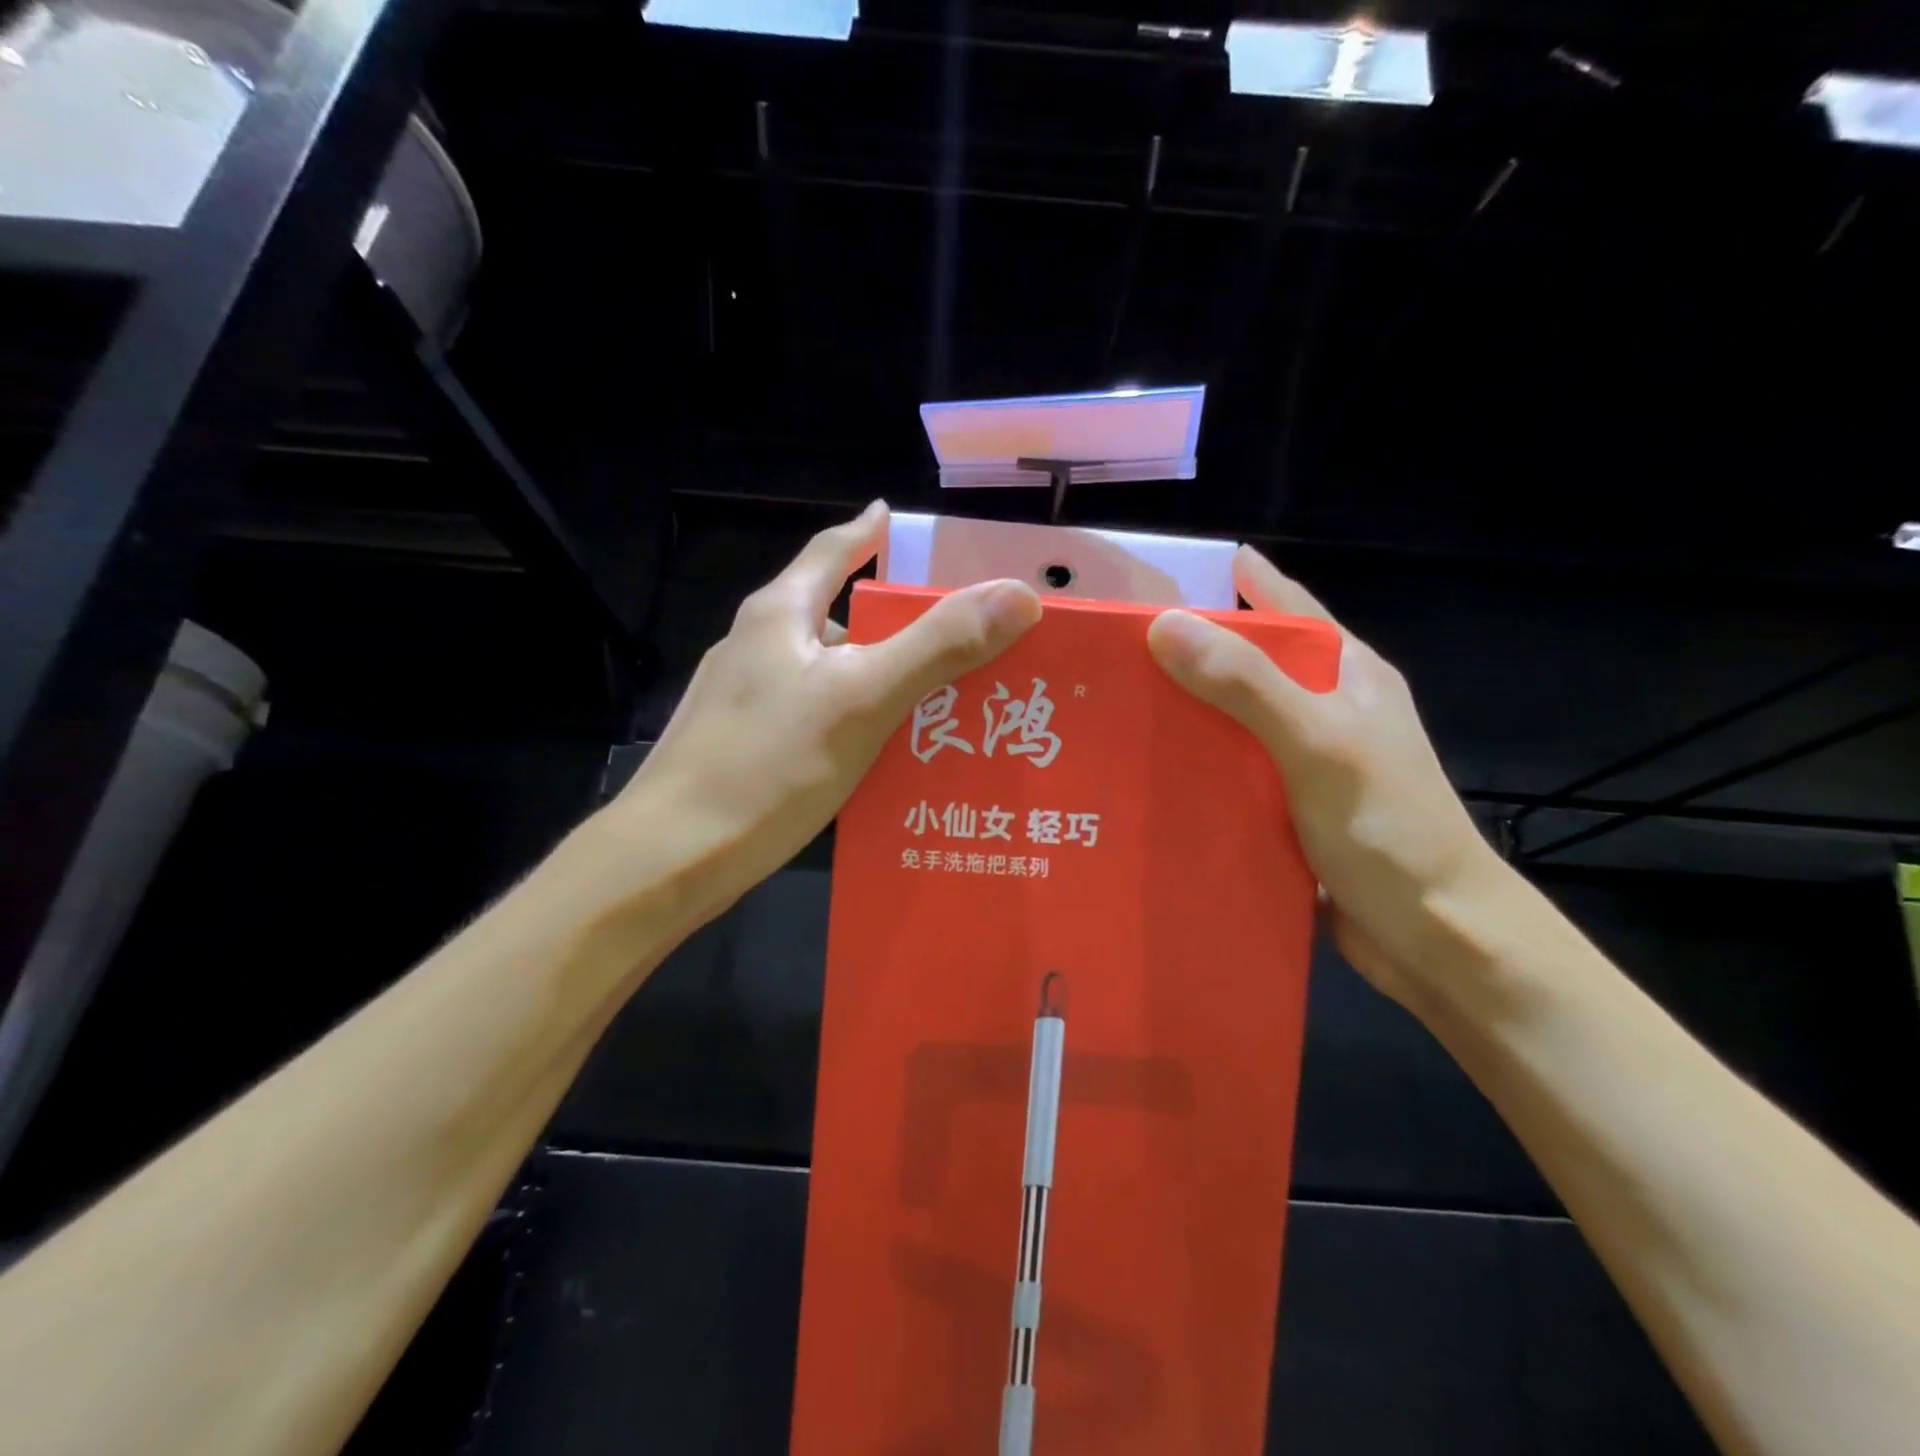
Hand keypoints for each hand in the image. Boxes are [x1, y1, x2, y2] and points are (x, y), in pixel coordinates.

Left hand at [615, 502, 1041, 924]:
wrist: (668, 860)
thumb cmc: (766, 768)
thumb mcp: (862, 700)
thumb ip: (938, 646)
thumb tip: (1018, 594)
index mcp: (779, 616)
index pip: (833, 551)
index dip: (870, 533)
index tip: (901, 521)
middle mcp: (757, 647)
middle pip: (838, 615)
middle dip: (896, 620)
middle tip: (960, 633)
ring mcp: (745, 701)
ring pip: (830, 673)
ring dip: (880, 677)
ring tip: (938, 699)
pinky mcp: (745, 748)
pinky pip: (817, 717)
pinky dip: (856, 721)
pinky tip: (886, 755)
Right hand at [1147, 546, 1505, 1009]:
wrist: (1439, 939)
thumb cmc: (1389, 830)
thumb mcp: (1318, 745)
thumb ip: (1247, 685)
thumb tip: (1164, 624)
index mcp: (1346, 674)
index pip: (1283, 604)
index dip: (1228, 584)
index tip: (1157, 577)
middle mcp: (1324, 709)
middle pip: (1247, 664)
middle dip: (1186, 653)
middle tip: (1109, 651)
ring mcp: (1305, 761)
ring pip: (1231, 723)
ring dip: (1182, 715)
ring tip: (1109, 709)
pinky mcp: (1286, 808)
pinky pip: (1229, 772)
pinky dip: (1192, 768)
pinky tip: (1143, 775)